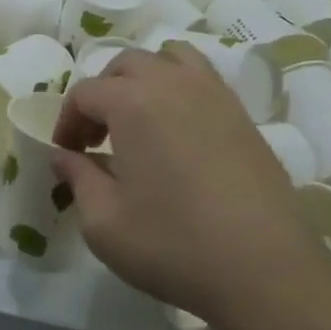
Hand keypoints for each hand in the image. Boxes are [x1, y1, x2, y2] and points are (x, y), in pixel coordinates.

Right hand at [52, 44, 330, 327]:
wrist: (266, 270)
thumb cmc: (173, 244)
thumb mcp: (103, 222)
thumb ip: (77, 178)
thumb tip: (64, 156)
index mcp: (132, 102)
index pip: (85, 93)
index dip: (67, 122)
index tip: (67, 155)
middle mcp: (173, 83)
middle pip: (127, 65)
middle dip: (102, 94)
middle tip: (97, 139)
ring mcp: (215, 95)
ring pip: (171, 59)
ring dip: (145, 80)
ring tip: (139, 121)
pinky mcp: (244, 116)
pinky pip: (203, 80)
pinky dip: (180, 90)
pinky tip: (178, 135)